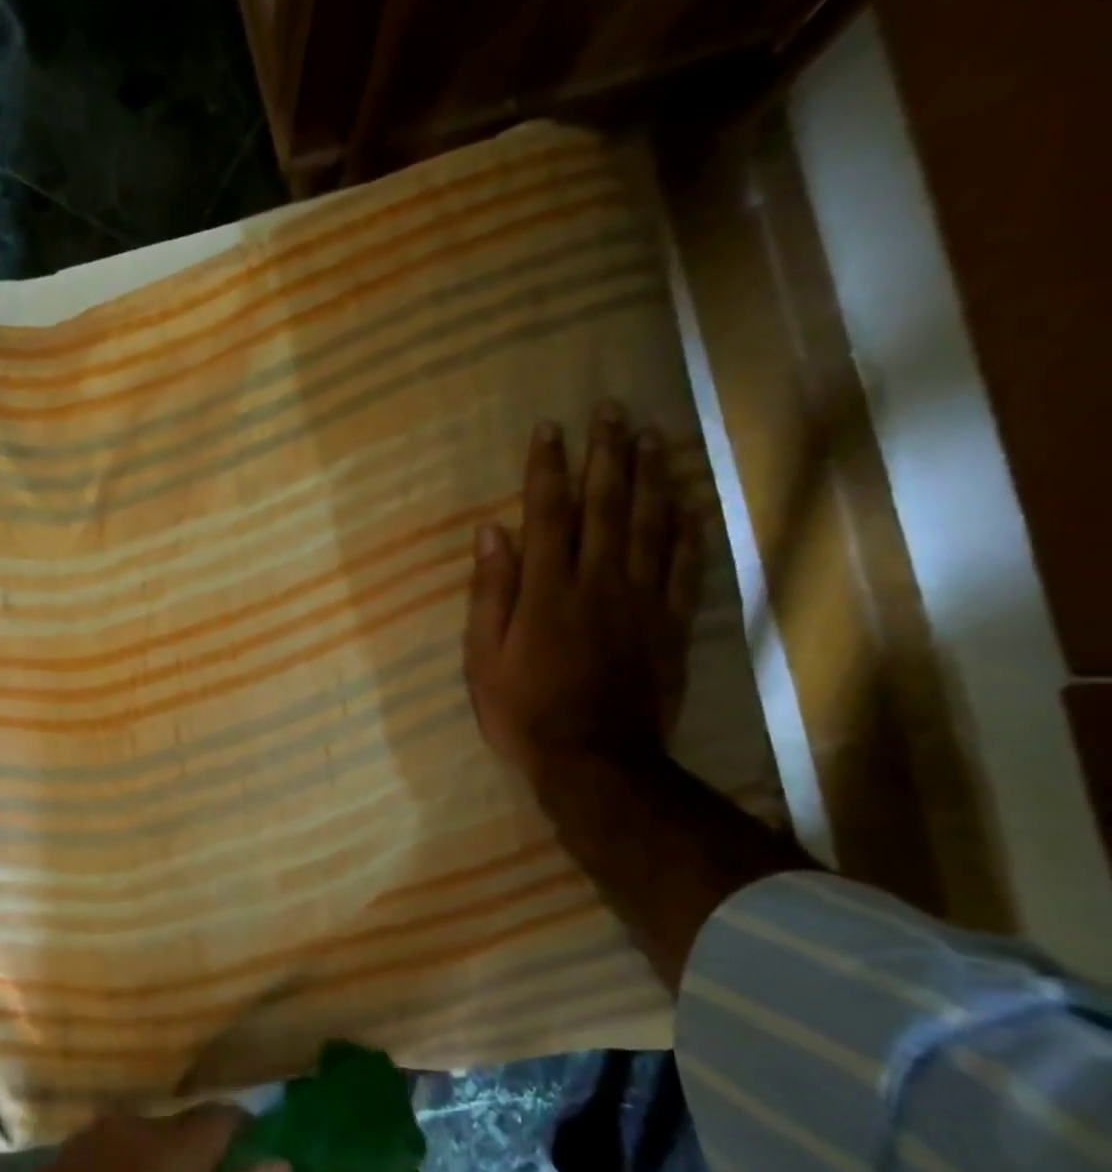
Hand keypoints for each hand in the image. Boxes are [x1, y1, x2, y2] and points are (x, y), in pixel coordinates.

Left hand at [0, 1108, 291, 1171]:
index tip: (261, 1160)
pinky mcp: (59, 1161)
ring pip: (145, 1140)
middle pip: (181, 1128)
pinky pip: (111, 1154)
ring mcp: (87, 1140)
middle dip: (203, 1158)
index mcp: (165, 1148)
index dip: (246, 1134)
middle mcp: (127, 1126)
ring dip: (163, 1169)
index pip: (221, 1116)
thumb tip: (280, 1164)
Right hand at [463, 403, 702, 797]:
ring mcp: (641, 602)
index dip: (547, 469)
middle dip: (606, 455)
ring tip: (653, 436)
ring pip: (650, 527)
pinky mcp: (670, 626)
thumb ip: (490, 593)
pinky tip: (690, 500)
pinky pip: (685, 568)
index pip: (547, 515)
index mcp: (546, 591)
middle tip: (612, 410)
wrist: (594, 761)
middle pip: (605, 507)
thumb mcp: (482, 658)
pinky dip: (689, 530)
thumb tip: (491, 533)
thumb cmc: (523, 711)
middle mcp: (597, 583)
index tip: (549, 428)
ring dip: (650, 477)